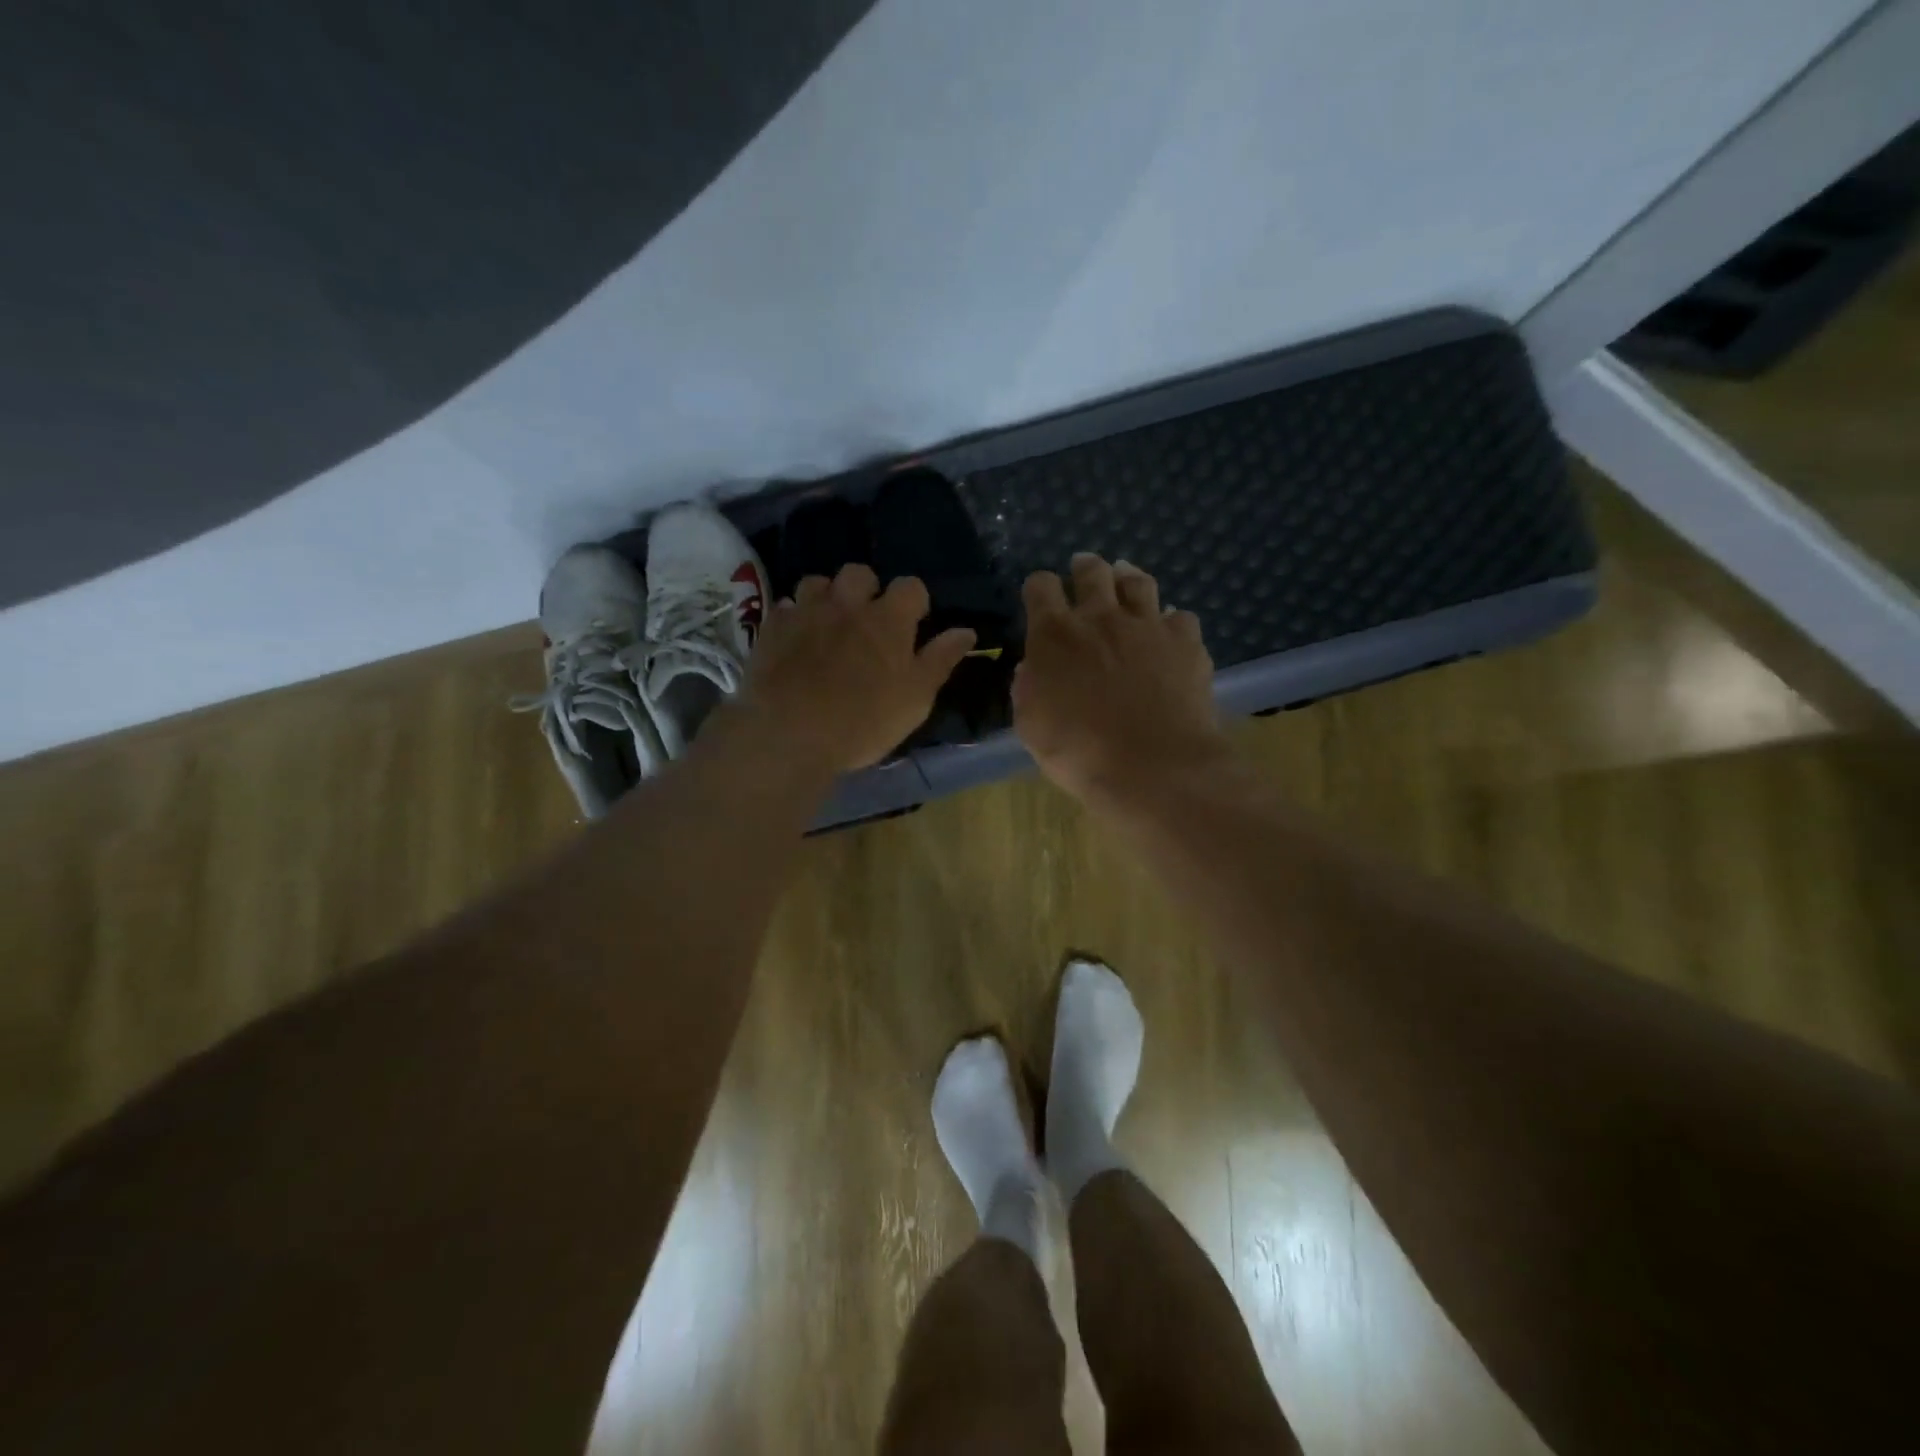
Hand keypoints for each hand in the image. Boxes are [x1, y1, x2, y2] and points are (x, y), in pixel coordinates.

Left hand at [741, 564, 975, 774]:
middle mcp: (847, 604)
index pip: (911, 586)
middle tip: (867, 621)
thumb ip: (940, 660)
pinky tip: (796, 638)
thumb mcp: (916, 698)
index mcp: (889, 619)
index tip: (913, 624)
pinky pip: (785, 607)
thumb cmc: (864, 721)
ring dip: (827, 596)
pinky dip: (794, 617)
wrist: (789, 732)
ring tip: (828, 624)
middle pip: (860, 573)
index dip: (915, 602)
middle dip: (866, 589)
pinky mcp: (772, 628)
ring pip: (817, 582)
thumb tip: (966, 631)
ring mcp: (806, 612)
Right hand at [1013, 553, 1232, 803]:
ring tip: (1125, 581)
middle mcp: (1101, 618)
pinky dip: (1170, 621)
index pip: (1040, 587)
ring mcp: (1147, 626)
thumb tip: (1030, 668)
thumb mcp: (1031, 726)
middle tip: (1084, 571)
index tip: (1038, 597)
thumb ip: (1027, 689)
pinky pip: (1179, 617)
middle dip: (1084, 568)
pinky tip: (1168, 633)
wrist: (1154, 767)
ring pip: (1138, 582)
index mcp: (1055, 635)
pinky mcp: (1186, 642)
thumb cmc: (1079, 752)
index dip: (1038, 587)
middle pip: (1092, 572)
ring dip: (1128, 578)